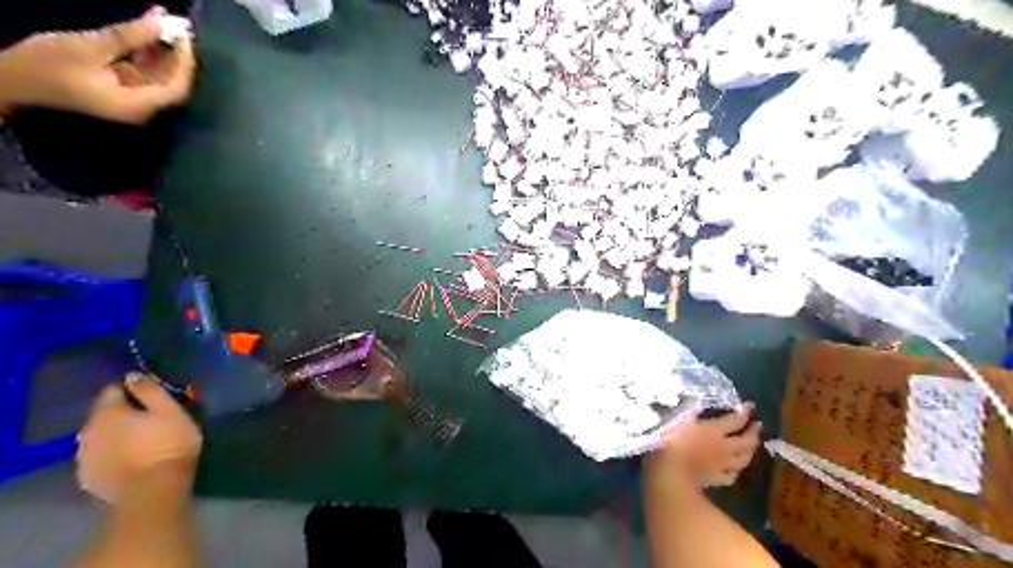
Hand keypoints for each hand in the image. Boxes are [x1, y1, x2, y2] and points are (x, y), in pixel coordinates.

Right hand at [0, 7, 192, 121]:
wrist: (11, 78)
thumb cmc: (47, 65)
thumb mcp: (89, 47)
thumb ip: (128, 37)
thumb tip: (161, 23)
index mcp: (138, 105)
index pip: (176, 87)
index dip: (184, 62)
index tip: (183, 36)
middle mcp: (142, 106)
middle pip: (170, 81)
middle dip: (175, 54)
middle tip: (177, 26)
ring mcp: (131, 97)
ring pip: (157, 73)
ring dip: (161, 49)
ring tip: (164, 21)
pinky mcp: (120, 86)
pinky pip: (142, 69)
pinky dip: (146, 51)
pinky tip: (148, 29)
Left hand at [75, 375, 201, 502]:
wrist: (153, 491)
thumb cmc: (168, 444)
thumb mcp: (170, 411)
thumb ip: (150, 391)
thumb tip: (132, 375)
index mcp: (107, 412)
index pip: (112, 389)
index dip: (131, 389)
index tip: (151, 395)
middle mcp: (87, 431)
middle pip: (102, 413)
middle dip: (122, 411)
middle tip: (150, 416)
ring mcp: (84, 456)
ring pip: (99, 435)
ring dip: (115, 433)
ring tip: (140, 438)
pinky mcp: (88, 477)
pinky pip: (98, 456)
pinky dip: (111, 452)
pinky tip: (130, 457)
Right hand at [648, 405, 759, 487]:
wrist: (669, 472)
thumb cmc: (670, 440)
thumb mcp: (678, 418)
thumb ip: (688, 409)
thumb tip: (696, 400)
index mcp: (714, 430)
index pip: (735, 420)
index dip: (745, 412)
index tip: (751, 405)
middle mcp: (723, 447)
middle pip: (745, 440)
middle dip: (753, 432)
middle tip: (757, 425)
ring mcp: (721, 465)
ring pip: (743, 459)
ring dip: (750, 451)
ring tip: (752, 446)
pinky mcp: (715, 479)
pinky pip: (731, 475)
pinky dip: (736, 470)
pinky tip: (734, 468)